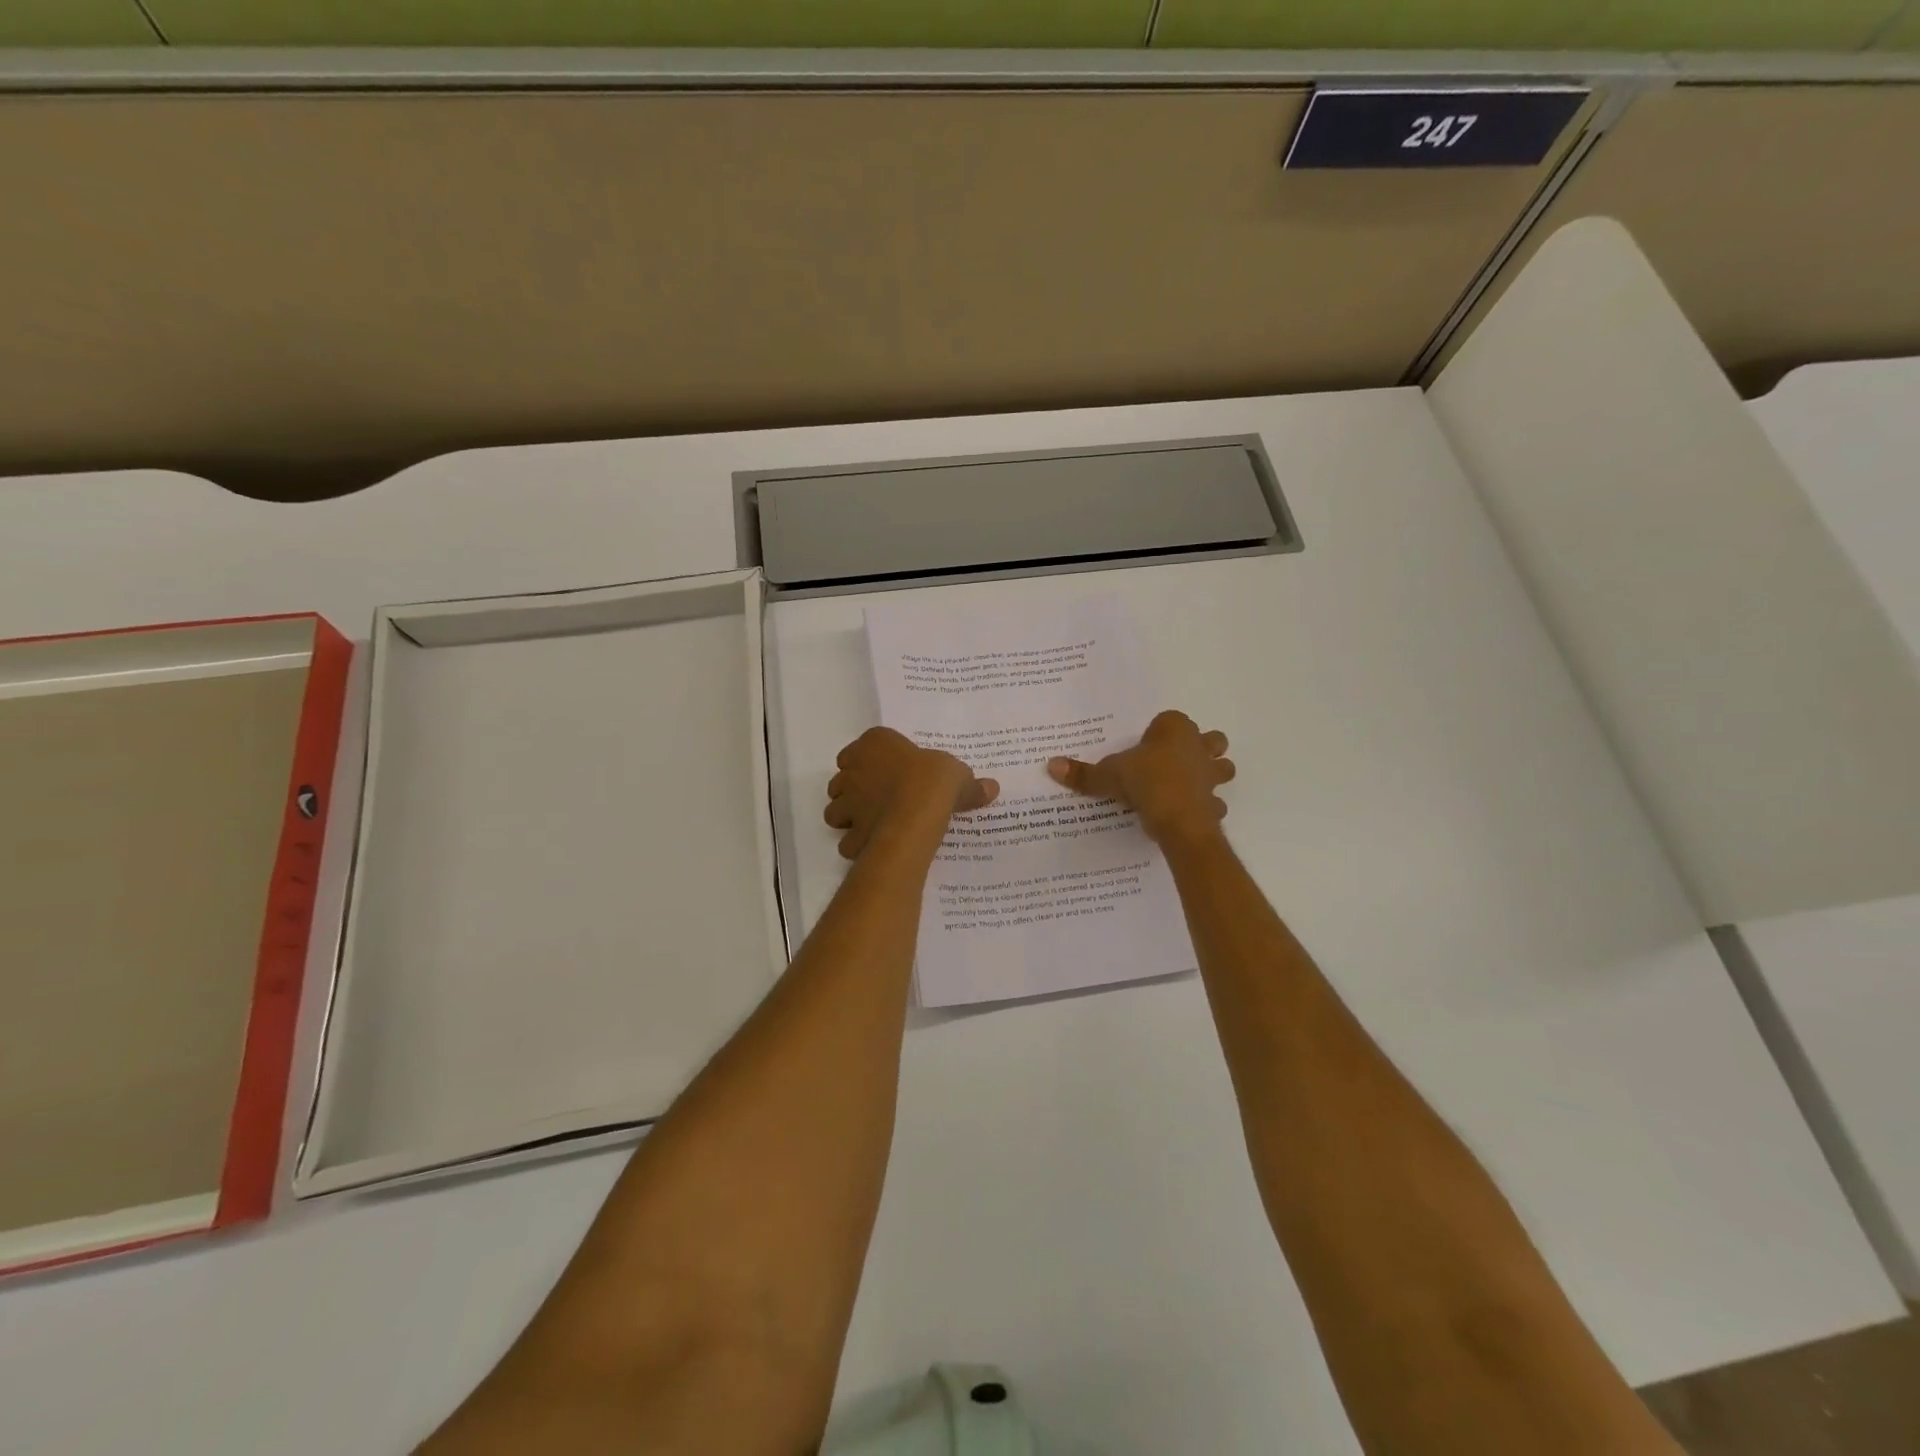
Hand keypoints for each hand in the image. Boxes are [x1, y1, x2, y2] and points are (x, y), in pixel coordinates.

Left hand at [824, 727, 998, 859]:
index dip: (871, 760)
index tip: (888, 771)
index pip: (862, 747)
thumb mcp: (958, 775)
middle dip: (854, 789)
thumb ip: (969, 783)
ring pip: (835, 810)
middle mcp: (853, 769)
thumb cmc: (932, 781)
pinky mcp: (850, 832)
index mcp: (875, 743)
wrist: (916, 816)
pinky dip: (857, 845)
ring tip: (872, 823)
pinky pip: (848, 841)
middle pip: (842, 779)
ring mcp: (847, 802)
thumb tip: (991, 787)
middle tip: (879, 798)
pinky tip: (875, 847)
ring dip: (848, 817)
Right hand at [1047, 709, 1233, 845]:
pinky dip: (1207, 807)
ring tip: (1189, 785)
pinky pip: (1215, 802)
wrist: (1178, 819)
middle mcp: (1198, 747)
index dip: (1159, 732)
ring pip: (1222, 767)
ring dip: (1212, 774)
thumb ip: (1083, 772)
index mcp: (1174, 729)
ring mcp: (1211, 775)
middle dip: (1201, 747)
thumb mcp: (1108, 776)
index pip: (1171, 719)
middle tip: (1177, 760)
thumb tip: (1051, 765)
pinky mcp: (1215, 803)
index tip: (1145, 747)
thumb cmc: (1145, 782)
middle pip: (1211, 739)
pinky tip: (1189, 814)